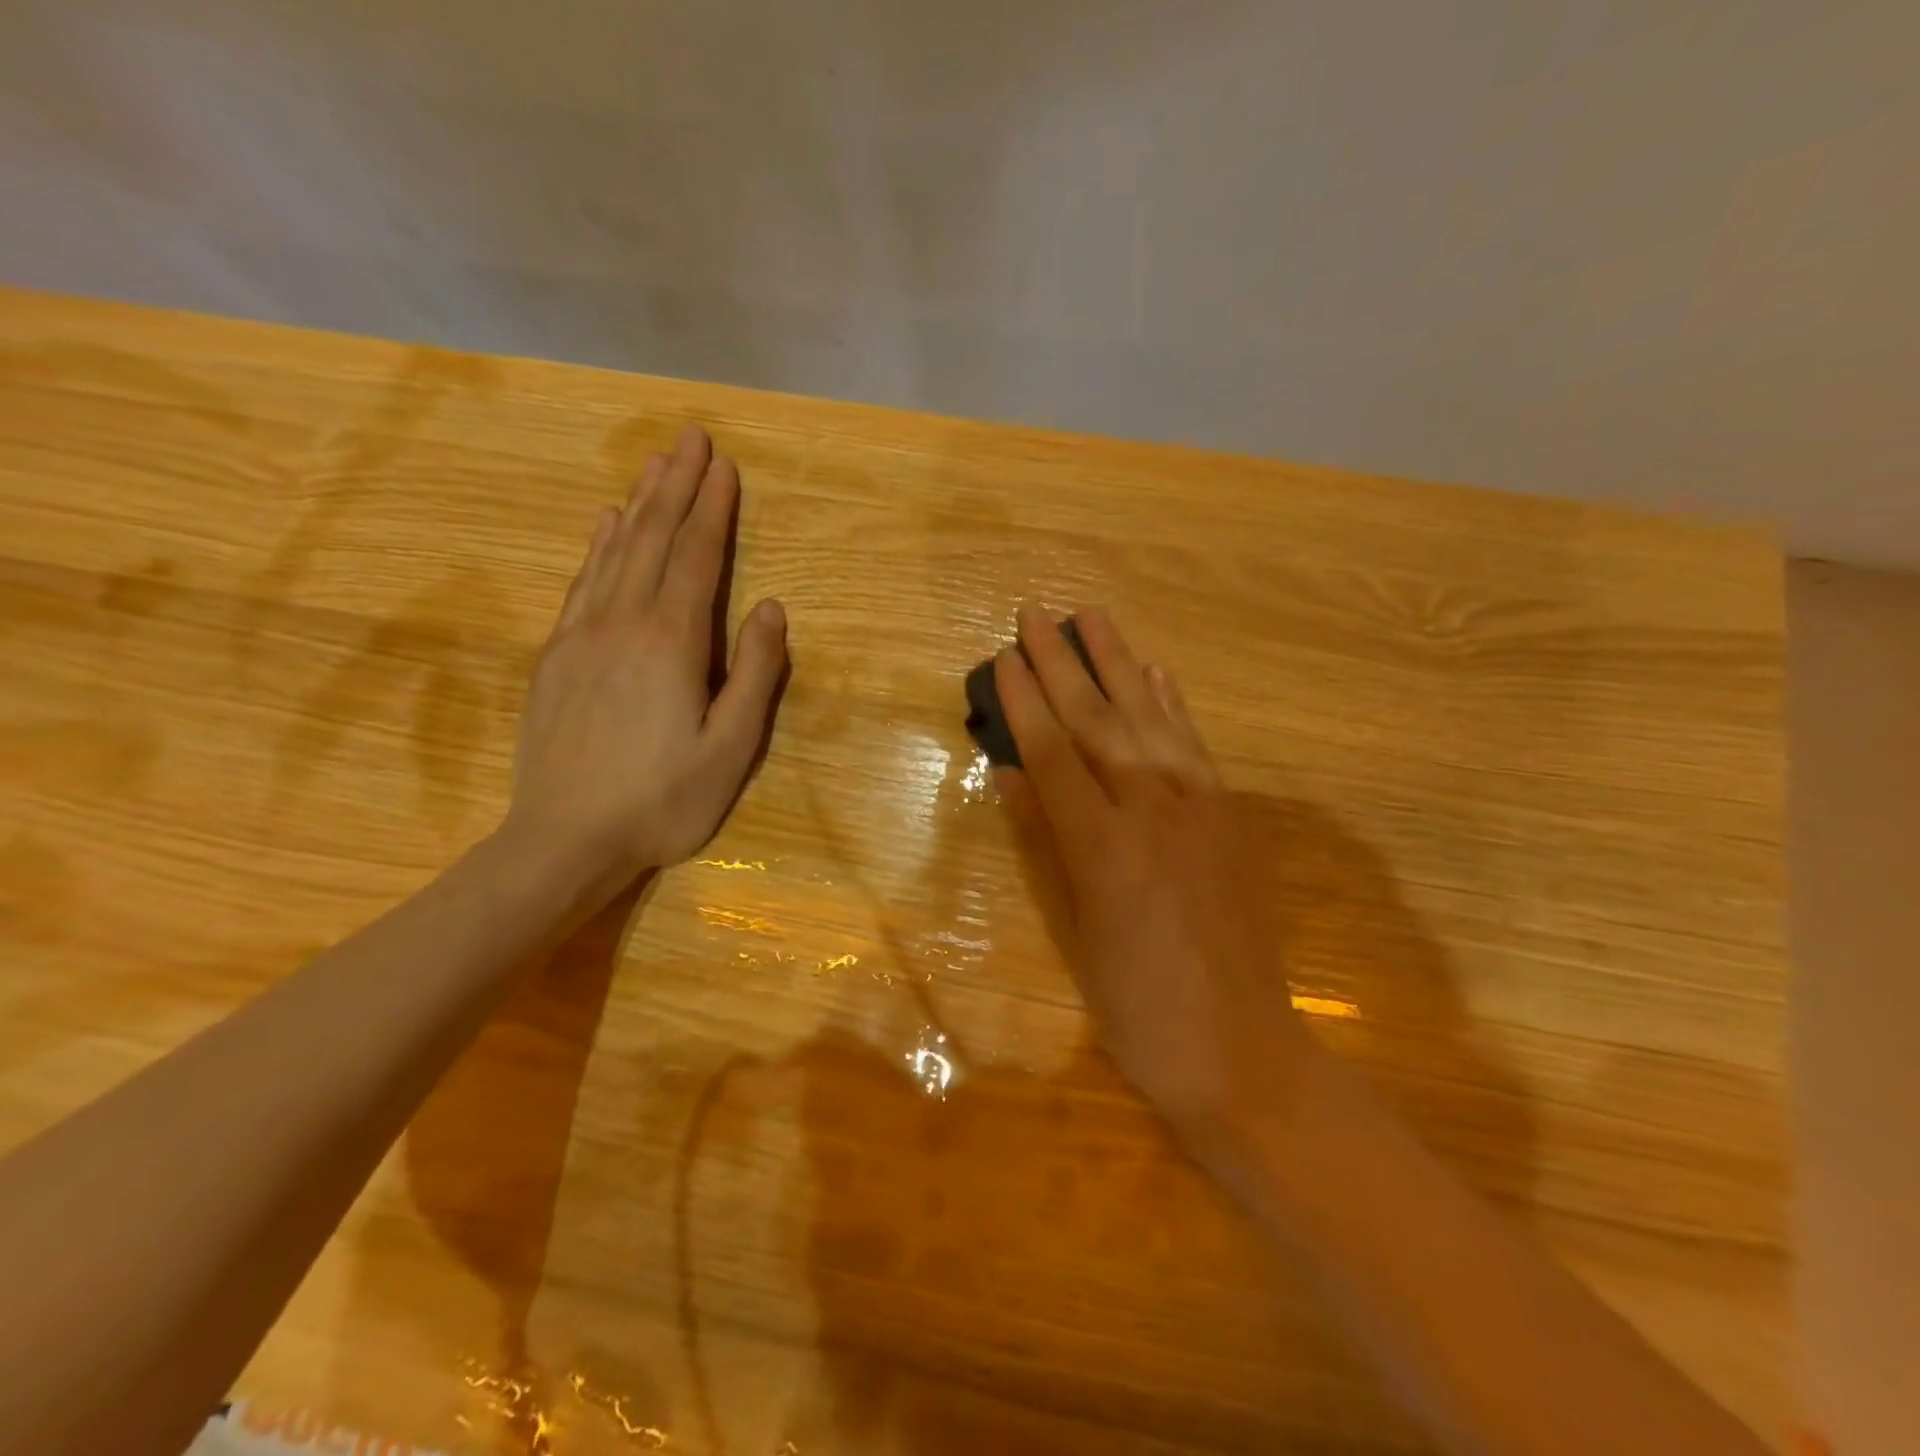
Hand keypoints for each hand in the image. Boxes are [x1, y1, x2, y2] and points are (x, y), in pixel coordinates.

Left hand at [506, 424, 786, 883]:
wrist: (562, 841)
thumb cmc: (662, 801)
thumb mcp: (731, 748)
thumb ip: (755, 675)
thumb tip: (769, 609)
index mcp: (671, 643)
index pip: (696, 557)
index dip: (712, 508)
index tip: (724, 463)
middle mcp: (622, 623)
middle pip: (652, 539)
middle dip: (676, 486)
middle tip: (691, 437)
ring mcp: (580, 636)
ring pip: (614, 552)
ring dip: (638, 503)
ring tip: (656, 463)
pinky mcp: (555, 657)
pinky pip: (582, 583)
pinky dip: (599, 545)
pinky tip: (606, 524)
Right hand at [995, 605, 1311, 1149]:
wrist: (1239, 1047)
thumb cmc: (1136, 1007)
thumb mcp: (1075, 932)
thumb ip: (1045, 844)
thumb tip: (1012, 776)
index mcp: (1103, 850)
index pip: (1052, 755)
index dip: (1025, 703)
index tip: (1004, 656)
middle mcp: (1153, 813)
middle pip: (1098, 722)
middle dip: (1063, 663)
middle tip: (1037, 613)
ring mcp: (1200, 809)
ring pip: (1150, 719)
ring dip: (1118, 663)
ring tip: (1093, 617)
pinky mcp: (1231, 816)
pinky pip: (1195, 746)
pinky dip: (1171, 704)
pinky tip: (1155, 672)